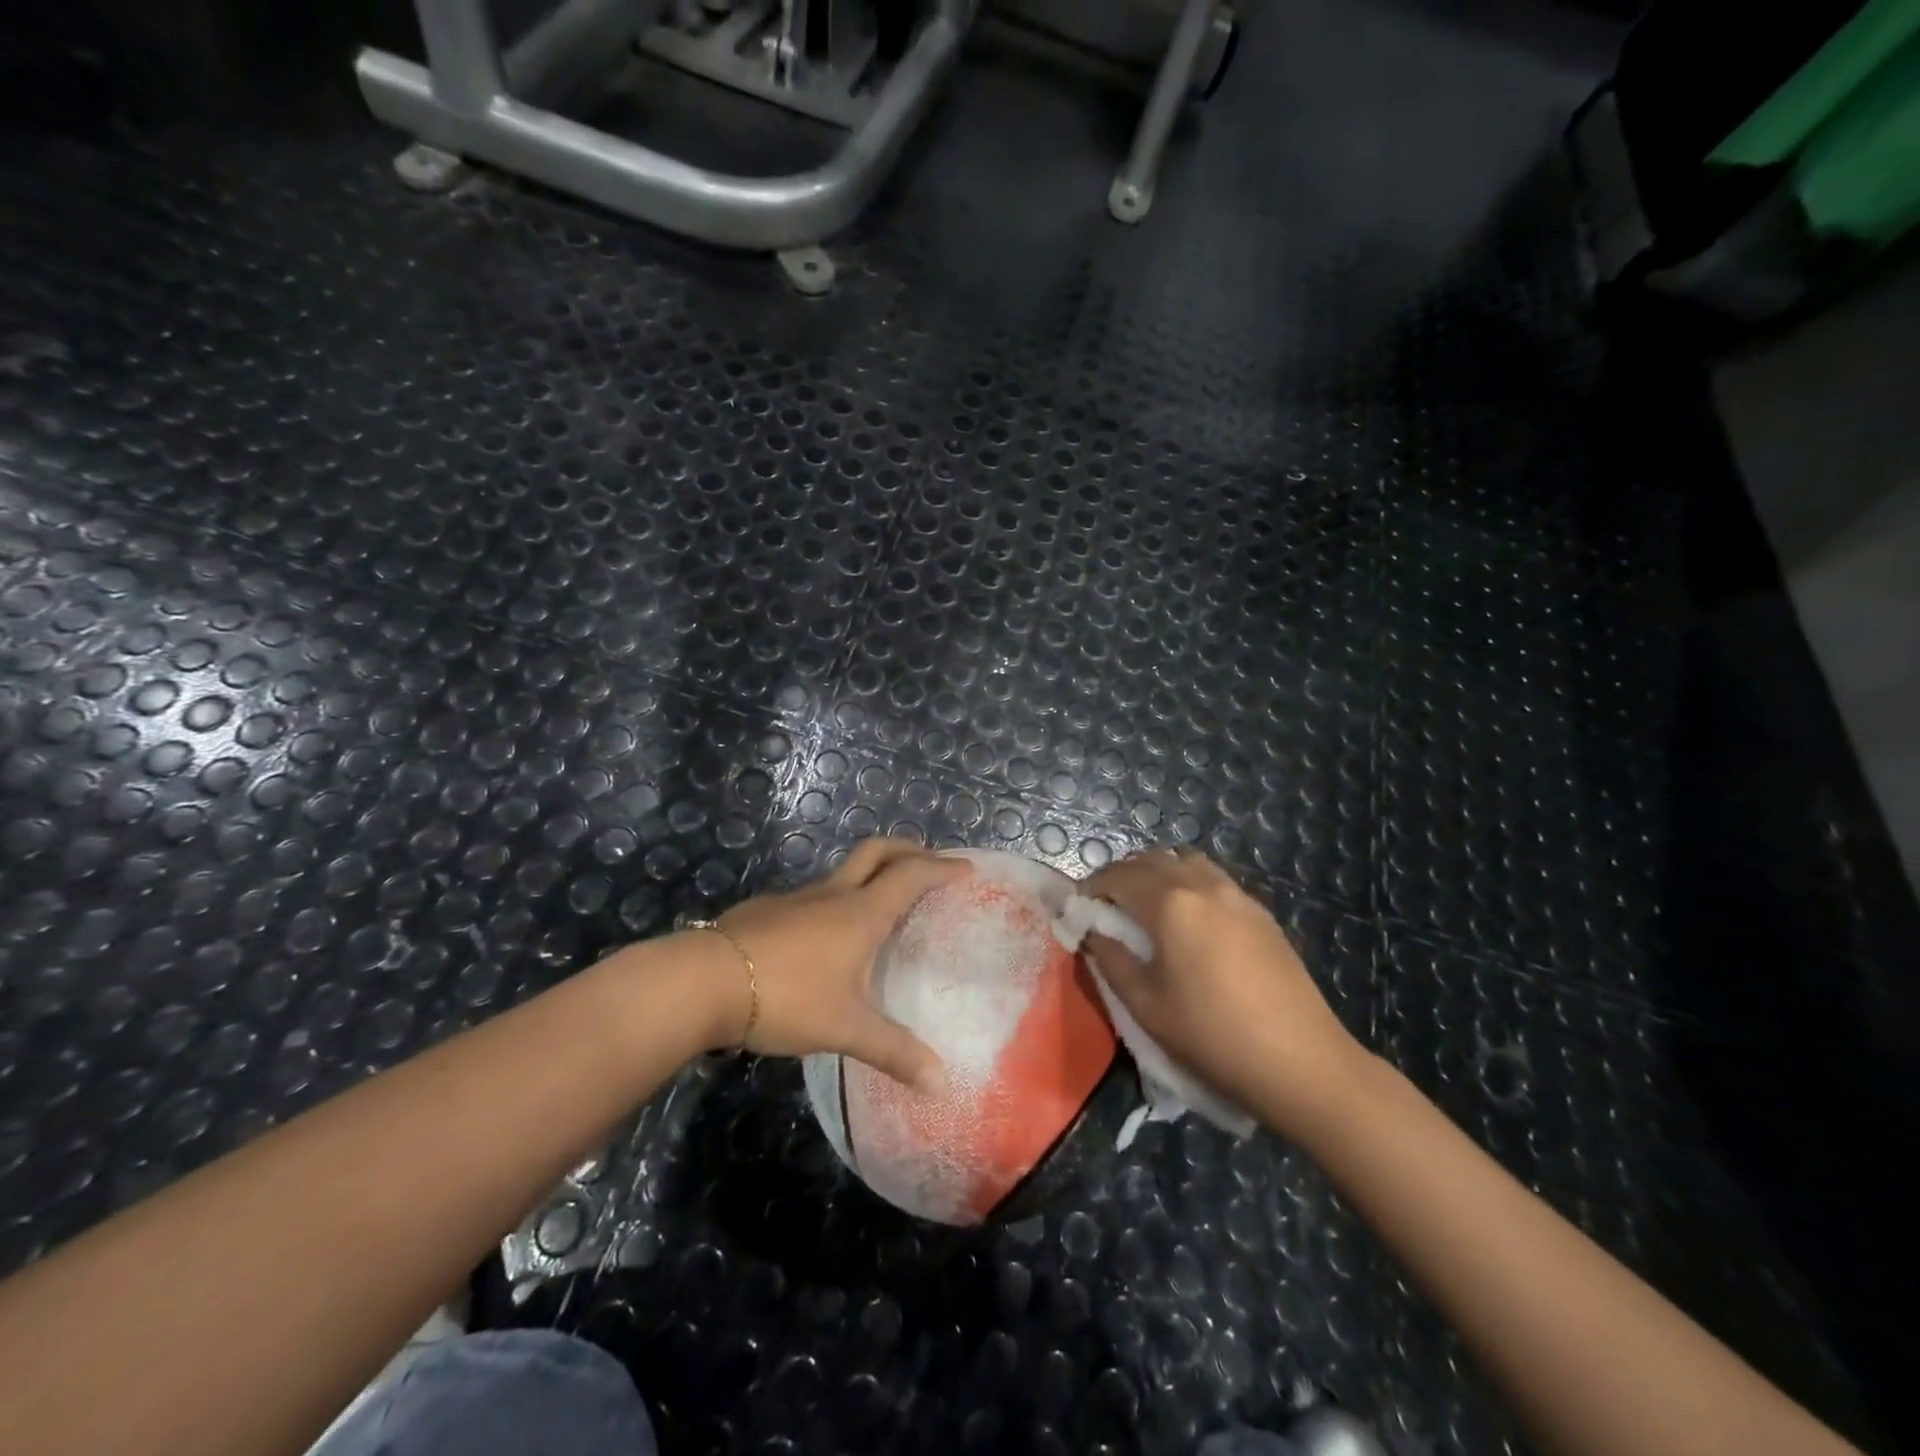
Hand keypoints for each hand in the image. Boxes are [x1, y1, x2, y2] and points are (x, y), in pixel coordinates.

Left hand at [705, 838, 969, 1093]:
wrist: (703, 981)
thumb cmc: (787, 997)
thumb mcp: (846, 1029)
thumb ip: (894, 1053)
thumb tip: (940, 1083)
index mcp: (862, 912)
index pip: (911, 875)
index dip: (941, 868)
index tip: (965, 869)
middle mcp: (833, 894)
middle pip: (877, 851)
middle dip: (907, 849)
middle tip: (929, 862)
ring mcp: (797, 898)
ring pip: (843, 871)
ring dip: (870, 873)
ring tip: (882, 902)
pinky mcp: (768, 910)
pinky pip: (814, 894)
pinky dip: (836, 899)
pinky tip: (827, 935)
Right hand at [1084, 848, 1369, 1139]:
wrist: (1302, 1062)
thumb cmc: (1212, 1036)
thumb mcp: (1146, 1006)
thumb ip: (1112, 960)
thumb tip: (1094, 933)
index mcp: (1170, 904)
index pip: (1118, 876)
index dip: (1093, 886)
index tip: (1079, 907)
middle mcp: (1203, 885)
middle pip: (1152, 860)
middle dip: (1123, 875)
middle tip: (1108, 905)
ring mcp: (1237, 896)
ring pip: (1187, 862)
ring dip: (1159, 873)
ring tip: (1148, 907)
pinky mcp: (1261, 913)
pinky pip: (1214, 879)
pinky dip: (1189, 883)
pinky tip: (1191, 921)